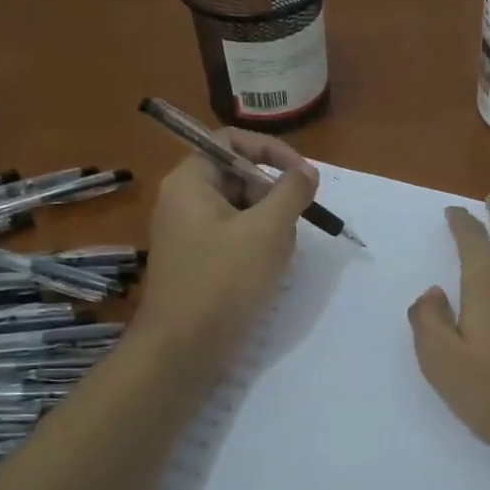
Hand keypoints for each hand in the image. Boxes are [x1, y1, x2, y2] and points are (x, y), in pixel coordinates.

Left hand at [129, 128, 318, 372]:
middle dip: (273, 196)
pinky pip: (235, 238)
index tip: (302, 175)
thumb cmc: (223, 281)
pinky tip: (266, 272)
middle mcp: (184, 201)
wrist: (183, 349)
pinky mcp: (198, 261)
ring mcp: (189, 233)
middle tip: (293, 225)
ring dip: (270, 226)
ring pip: (242, 211)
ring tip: (277, 256)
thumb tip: (306, 172)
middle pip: (239, 176)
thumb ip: (291, 193)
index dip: (271, 149)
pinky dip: (257, 247)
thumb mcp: (267, 230)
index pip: (231, 140)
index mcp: (189, 182)